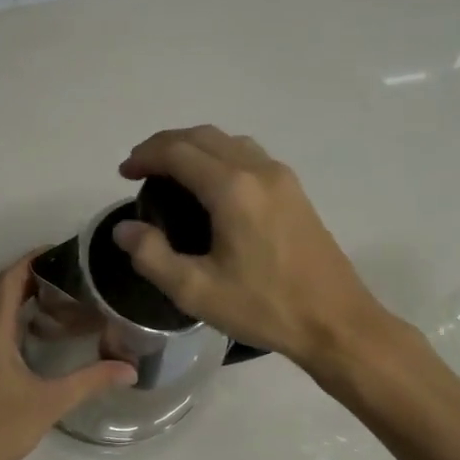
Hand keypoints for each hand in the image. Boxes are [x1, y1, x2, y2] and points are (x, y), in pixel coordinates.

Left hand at [0, 251, 136, 459]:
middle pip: (4, 292)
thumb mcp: (50, 402)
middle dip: (36, 279)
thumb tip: (130, 368)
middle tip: (74, 278)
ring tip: (64, 303)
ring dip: (25, 302)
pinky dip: (16, 322)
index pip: (10, 279)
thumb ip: (91, 381)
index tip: (62, 251)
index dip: (32, 259)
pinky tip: (41, 338)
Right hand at [113, 126, 386, 369]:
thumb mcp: (196, 291)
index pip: (178, 152)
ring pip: (228, 142)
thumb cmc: (264, 307)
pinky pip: (248, 155)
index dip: (145, 156)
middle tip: (139, 169)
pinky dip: (218, 156)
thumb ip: (152, 256)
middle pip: (203, 136)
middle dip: (165, 145)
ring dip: (194, 147)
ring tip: (170, 172)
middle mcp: (258, 170)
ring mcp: (282, 178)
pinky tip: (210, 185)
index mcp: (232, 189)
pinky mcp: (295, 191)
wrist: (336, 322)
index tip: (123, 173)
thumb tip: (124, 229)